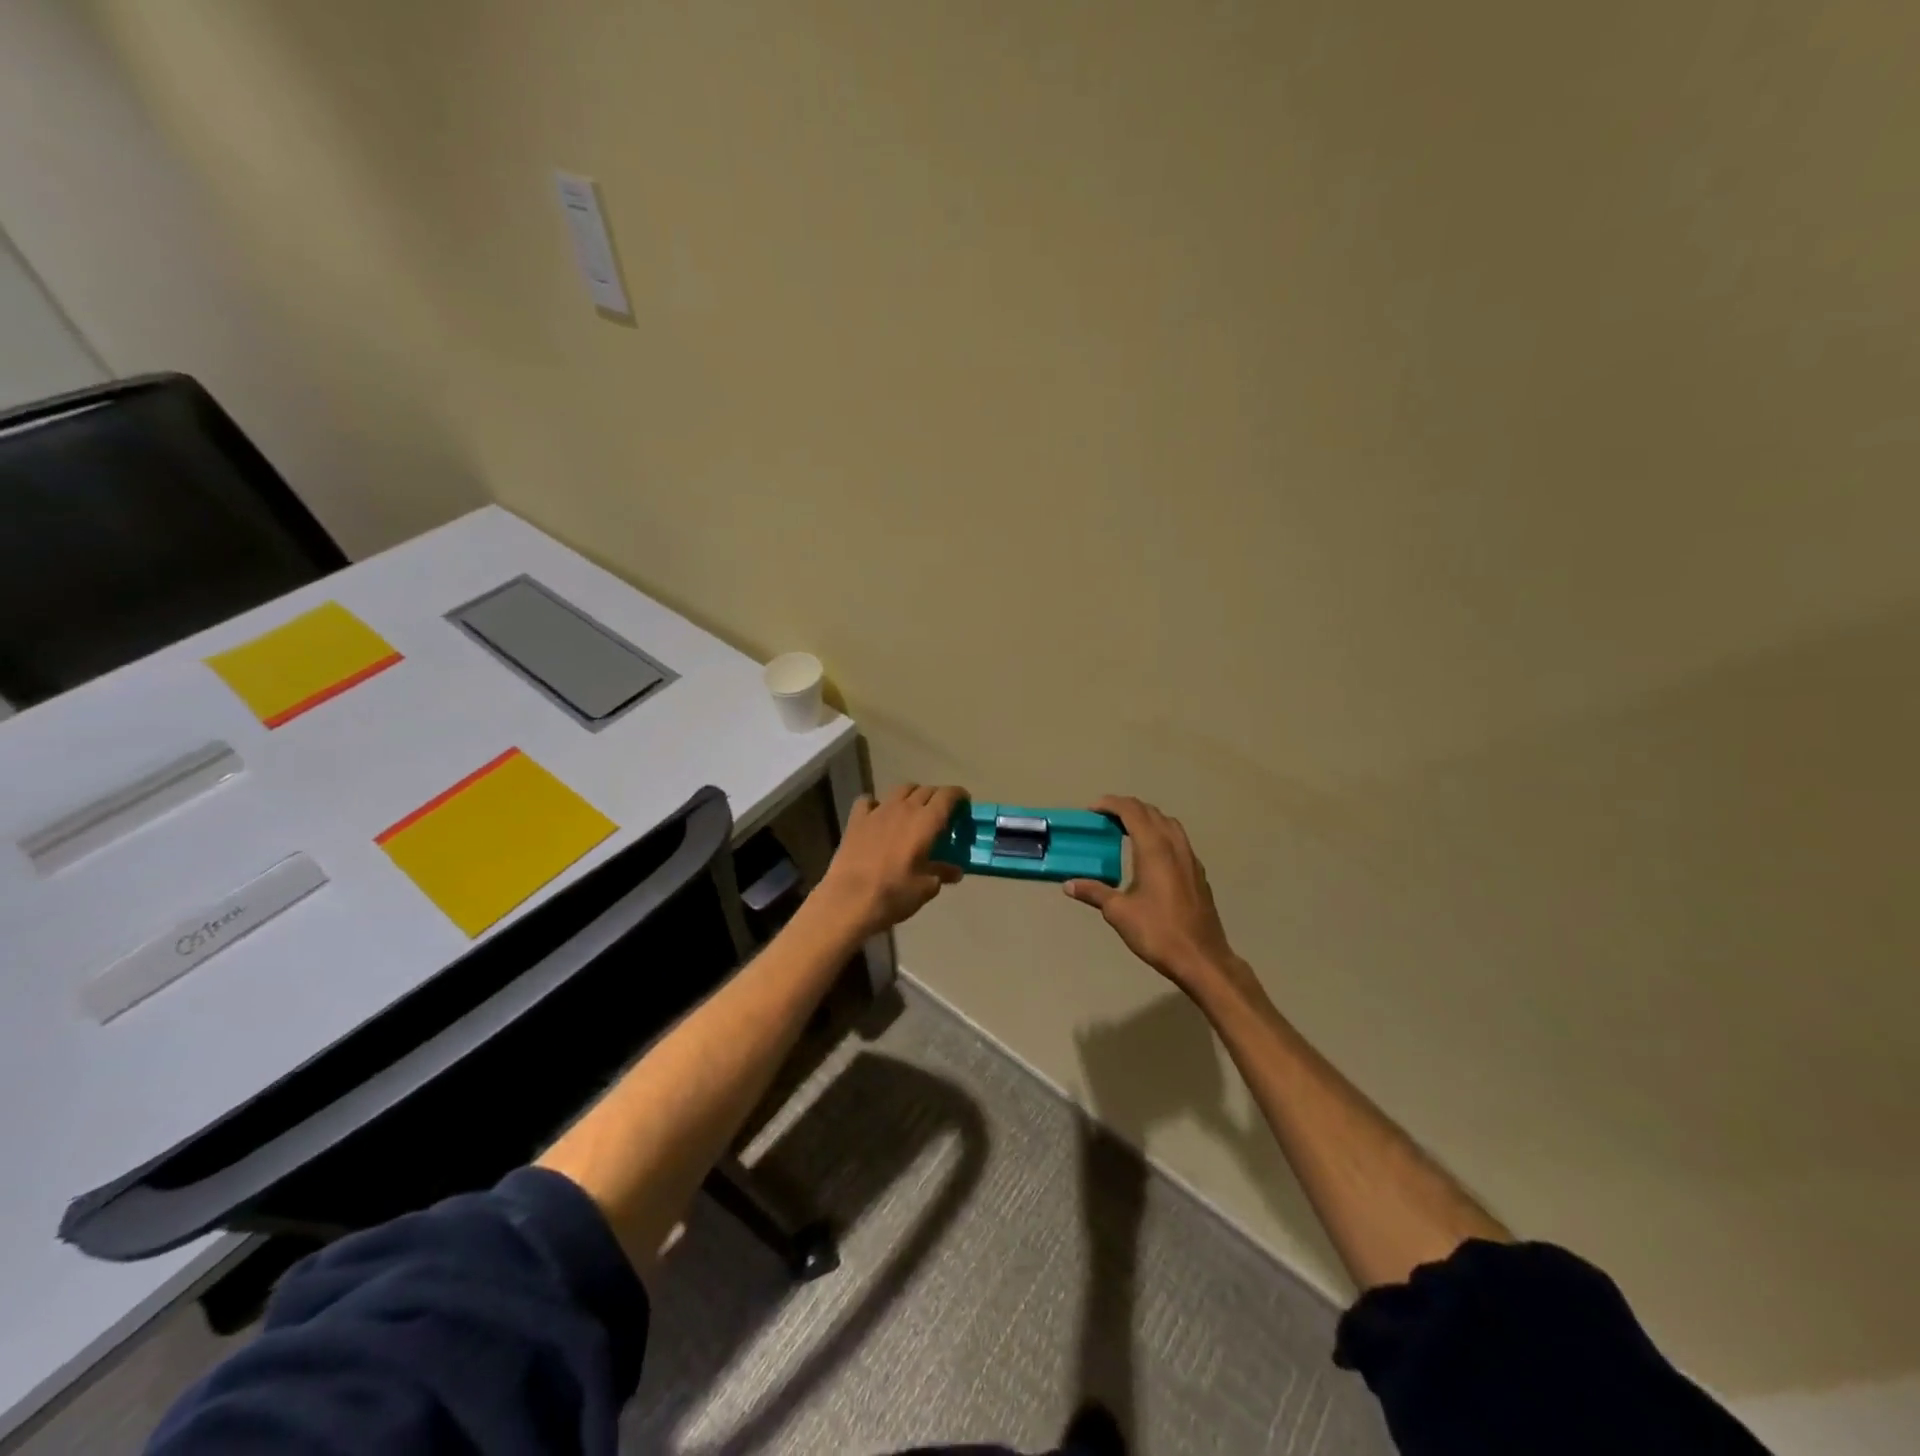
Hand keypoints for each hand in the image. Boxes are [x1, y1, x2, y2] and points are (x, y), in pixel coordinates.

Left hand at [815, 783, 966, 939]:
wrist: (849, 900)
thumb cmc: (894, 894)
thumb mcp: (926, 887)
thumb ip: (942, 872)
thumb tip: (955, 871)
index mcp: (926, 821)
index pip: (948, 795)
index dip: (959, 795)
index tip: (964, 803)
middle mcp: (904, 808)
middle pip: (926, 790)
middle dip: (937, 797)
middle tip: (941, 814)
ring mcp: (878, 811)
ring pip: (900, 790)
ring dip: (912, 795)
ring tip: (914, 811)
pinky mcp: (856, 819)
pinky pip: (868, 801)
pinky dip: (877, 804)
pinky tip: (878, 816)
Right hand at [1065, 796, 1243, 995]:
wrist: (1201, 959)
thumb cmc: (1158, 932)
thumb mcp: (1119, 912)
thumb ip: (1094, 892)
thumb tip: (1069, 885)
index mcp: (1155, 849)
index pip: (1132, 811)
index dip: (1111, 804)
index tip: (1092, 809)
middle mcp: (1175, 846)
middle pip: (1151, 812)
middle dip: (1127, 808)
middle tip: (1105, 818)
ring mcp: (1190, 859)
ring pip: (1168, 824)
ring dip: (1146, 819)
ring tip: (1126, 830)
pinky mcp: (1198, 873)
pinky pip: (1178, 840)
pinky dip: (1160, 834)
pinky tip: (1149, 855)